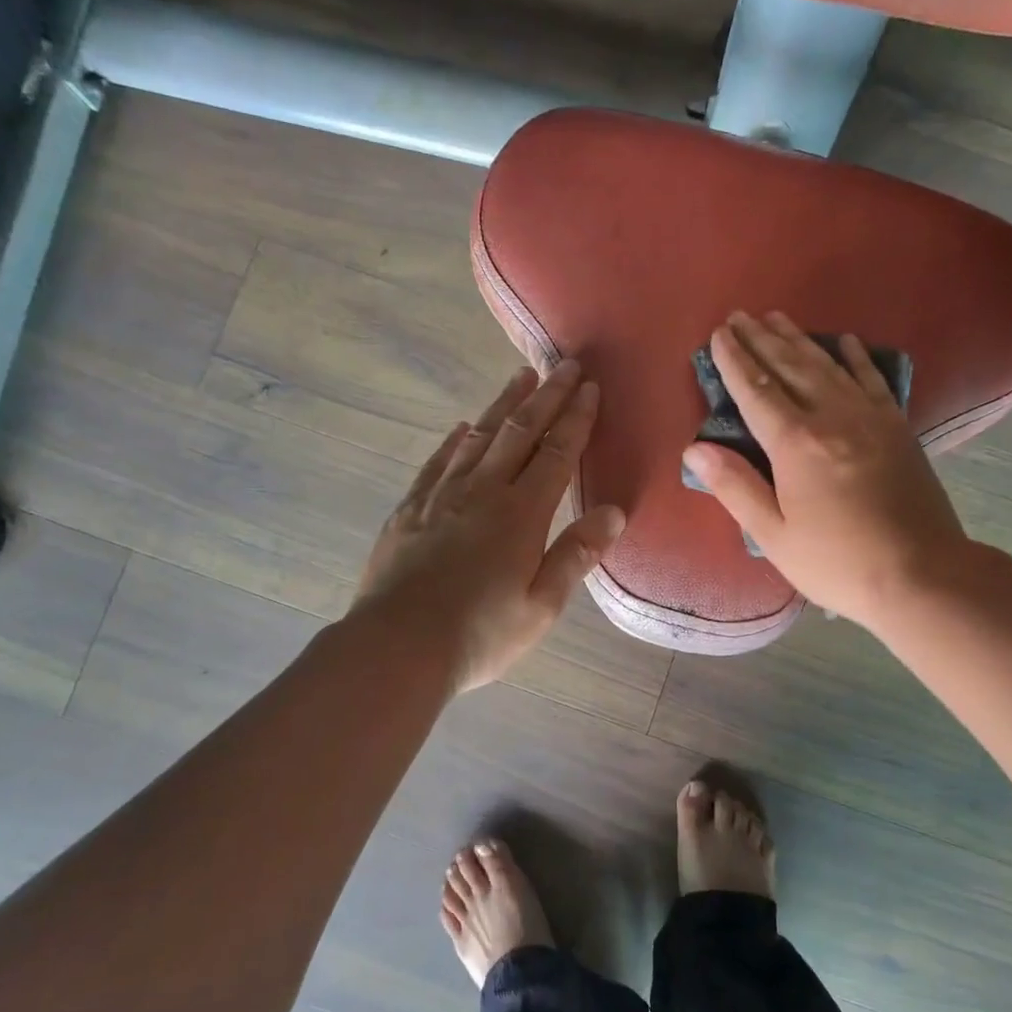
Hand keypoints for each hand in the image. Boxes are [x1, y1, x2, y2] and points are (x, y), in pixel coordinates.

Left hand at [355, 361, 625, 692]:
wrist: (397, 647)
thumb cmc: (480, 634)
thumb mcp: (541, 606)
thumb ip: (576, 554)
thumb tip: (614, 512)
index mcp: (521, 514)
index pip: (556, 453)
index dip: (576, 418)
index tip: (589, 387)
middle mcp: (482, 492)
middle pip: (520, 432)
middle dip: (546, 396)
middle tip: (563, 365)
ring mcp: (440, 497)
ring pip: (478, 438)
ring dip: (503, 405)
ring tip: (520, 377)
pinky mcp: (409, 510)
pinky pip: (437, 462)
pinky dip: (454, 440)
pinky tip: (463, 428)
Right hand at [681, 311, 968, 629]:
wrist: (922, 575)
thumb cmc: (838, 562)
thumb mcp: (775, 535)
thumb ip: (735, 487)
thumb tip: (694, 447)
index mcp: (796, 444)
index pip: (756, 391)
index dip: (734, 361)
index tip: (719, 334)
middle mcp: (832, 417)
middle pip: (790, 367)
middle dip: (760, 339)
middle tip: (740, 316)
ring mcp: (870, 417)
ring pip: (827, 365)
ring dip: (798, 339)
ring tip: (776, 317)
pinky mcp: (897, 426)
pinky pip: (871, 379)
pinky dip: (855, 356)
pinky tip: (843, 340)